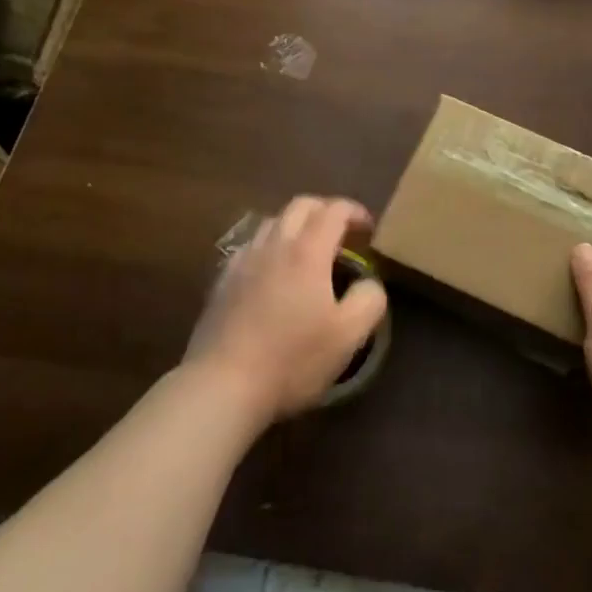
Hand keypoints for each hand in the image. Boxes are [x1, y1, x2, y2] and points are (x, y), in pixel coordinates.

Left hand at [185, 196, 387, 426]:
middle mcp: (274, 244)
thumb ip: (369, 299)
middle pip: (301, 205)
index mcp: (308, 250)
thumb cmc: (291, 358)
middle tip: (341, 233)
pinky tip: (272, 273)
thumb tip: (370, 282)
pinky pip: (250, 246)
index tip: (368, 230)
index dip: (355, 212)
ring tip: (308, 251)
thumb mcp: (348, 335)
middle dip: (325, 210)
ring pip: (272, 221)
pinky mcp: (222, 281)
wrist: (221, 385)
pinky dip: (269, 246)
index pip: (335, 209)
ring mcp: (243, 260)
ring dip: (296, 225)